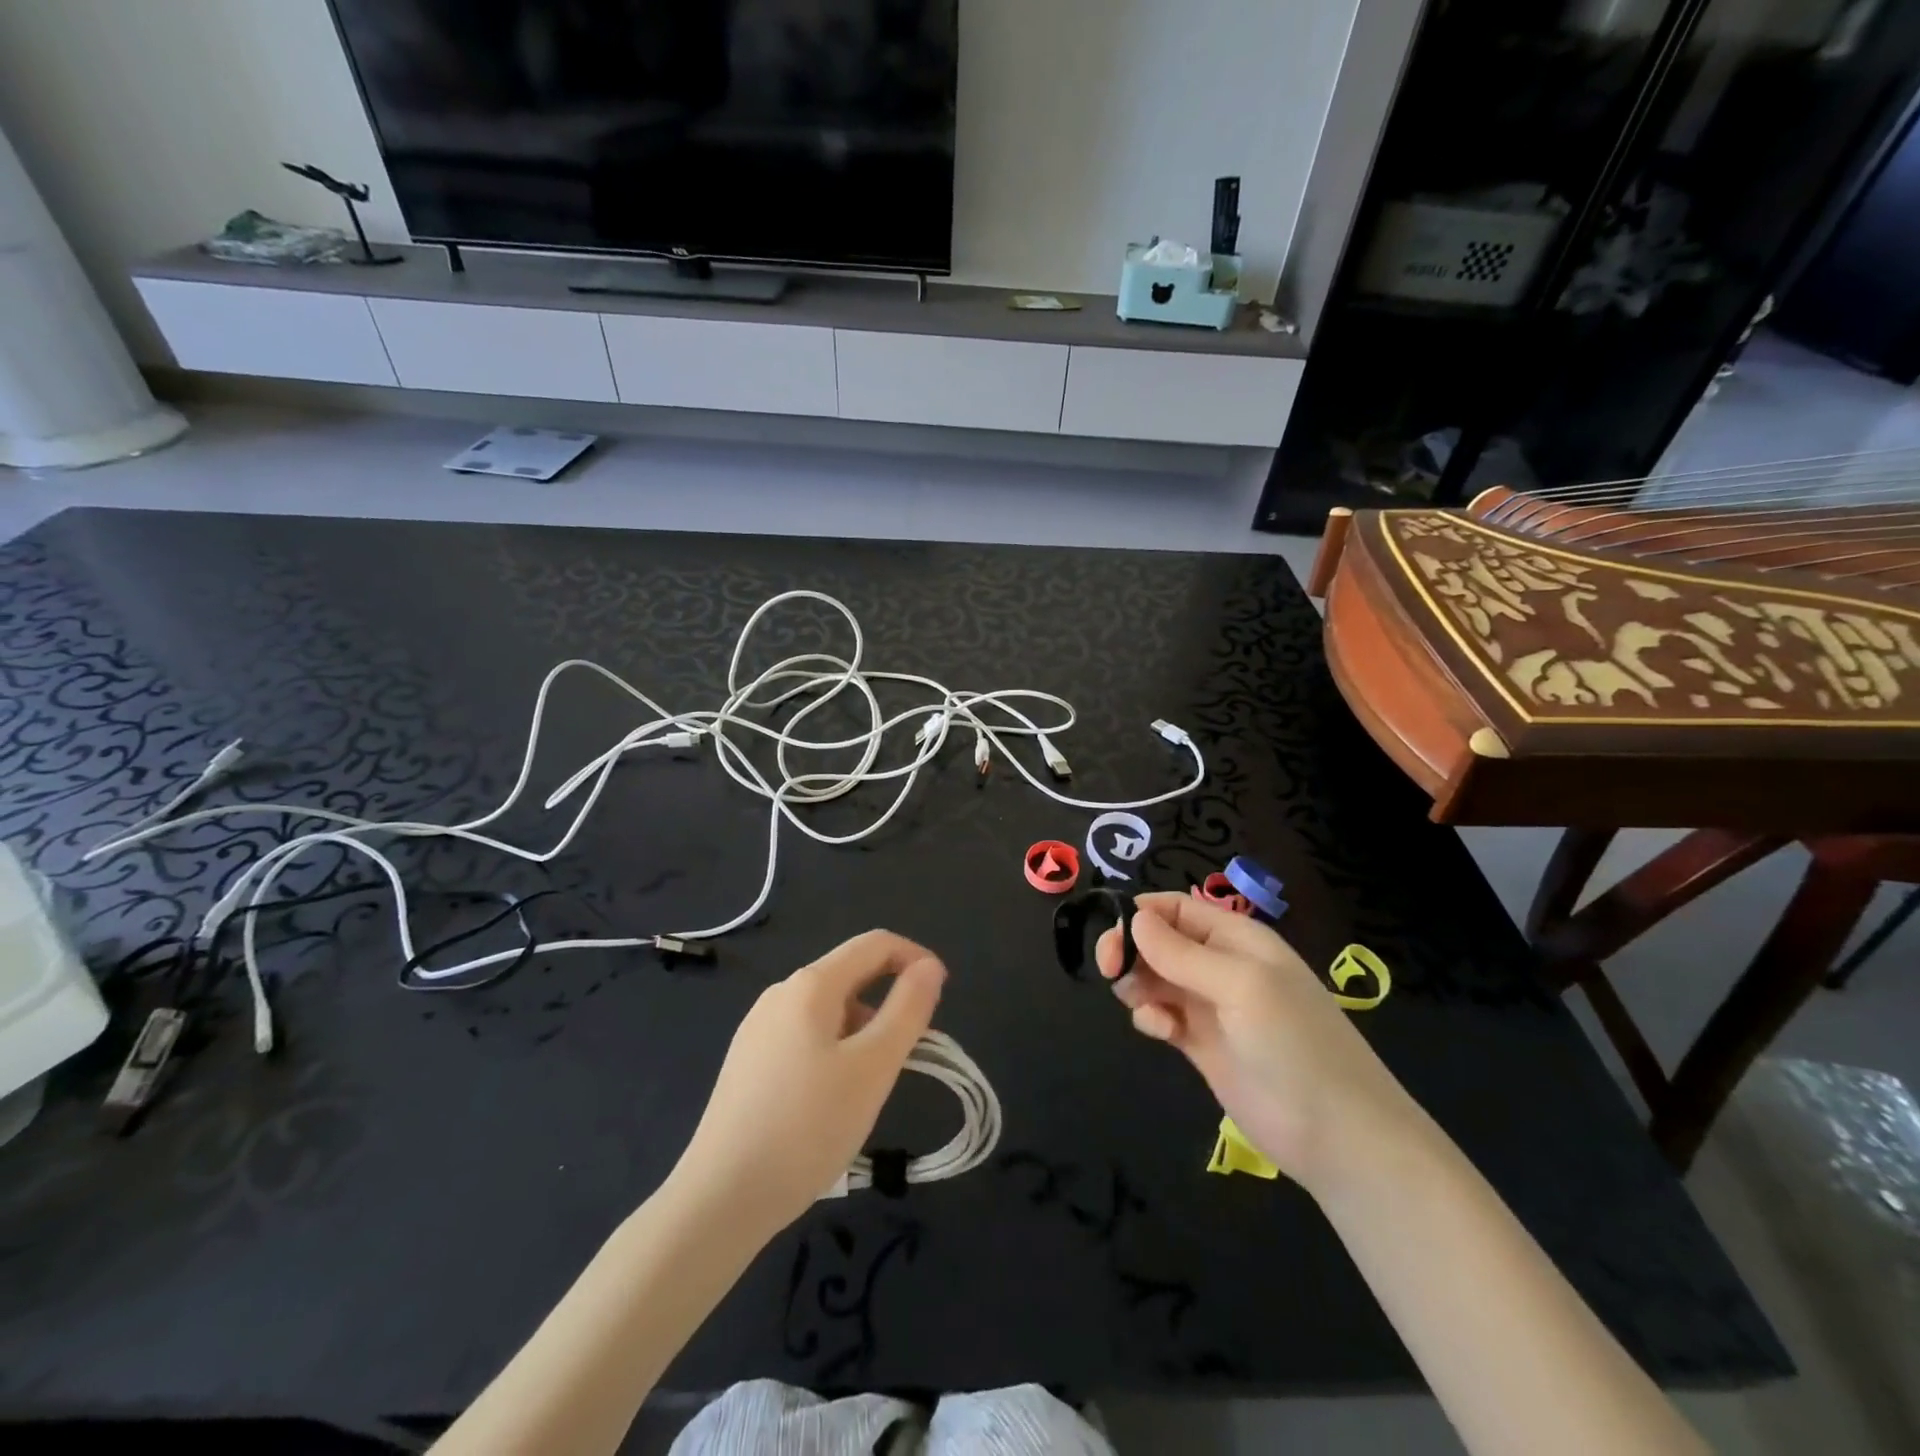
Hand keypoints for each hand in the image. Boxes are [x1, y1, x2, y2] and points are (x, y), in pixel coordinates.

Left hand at [670, 930, 945, 1232]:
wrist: (719, 1199)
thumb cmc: (807, 1127)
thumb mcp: (873, 1067)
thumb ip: (907, 1009)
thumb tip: (929, 967)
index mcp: (811, 985)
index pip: (875, 944)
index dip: (916, 958)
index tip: (942, 996)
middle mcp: (781, 993)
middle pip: (851, 975)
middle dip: (890, 1001)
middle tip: (910, 1055)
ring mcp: (758, 1027)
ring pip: (829, 1010)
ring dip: (864, 1030)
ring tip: (871, 1086)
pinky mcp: (748, 1061)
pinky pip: (806, 1036)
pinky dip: (836, 1050)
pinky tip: (831, 1100)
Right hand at [1097, 893, 1419, 1194]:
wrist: (1335, 1134)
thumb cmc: (1293, 1044)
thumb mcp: (1240, 985)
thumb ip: (1182, 953)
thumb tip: (1134, 918)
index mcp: (1237, 939)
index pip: (1177, 908)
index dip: (1142, 914)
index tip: (1114, 935)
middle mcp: (1221, 966)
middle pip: (1159, 941)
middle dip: (1131, 949)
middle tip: (1109, 970)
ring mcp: (1211, 1006)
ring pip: (1155, 977)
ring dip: (1137, 984)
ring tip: (1142, 1006)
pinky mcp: (1201, 1044)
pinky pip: (1161, 1014)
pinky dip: (1151, 1017)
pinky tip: (1159, 1031)